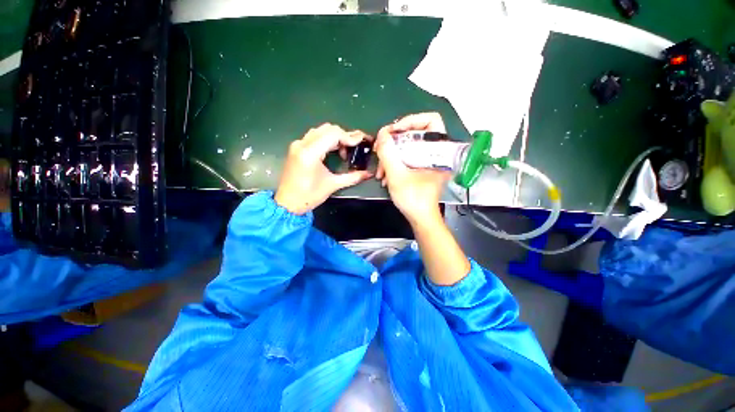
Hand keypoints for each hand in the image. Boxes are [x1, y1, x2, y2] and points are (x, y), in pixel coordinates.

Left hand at [275, 124, 371, 214]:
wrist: (287, 203)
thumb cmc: (309, 196)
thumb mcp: (332, 185)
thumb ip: (352, 177)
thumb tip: (368, 174)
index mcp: (310, 153)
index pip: (333, 135)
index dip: (350, 137)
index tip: (362, 141)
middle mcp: (302, 144)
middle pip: (328, 129)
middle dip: (344, 135)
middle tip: (355, 146)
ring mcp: (298, 145)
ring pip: (320, 130)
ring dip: (335, 136)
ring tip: (345, 150)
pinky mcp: (296, 148)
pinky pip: (314, 136)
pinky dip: (326, 139)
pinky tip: (333, 150)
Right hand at [375, 113, 450, 224]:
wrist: (420, 218)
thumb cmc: (413, 198)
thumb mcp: (397, 175)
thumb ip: (388, 152)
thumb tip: (382, 133)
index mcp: (439, 150)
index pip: (430, 120)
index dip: (410, 121)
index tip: (393, 132)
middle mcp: (436, 152)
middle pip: (414, 133)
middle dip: (394, 142)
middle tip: (380, 149)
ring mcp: (428, 160)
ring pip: (408, 147)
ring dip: (391, 155)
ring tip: (380, 170)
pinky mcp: (422, 168)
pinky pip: (407, 157)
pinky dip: (395, 162)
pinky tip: (385, 175)